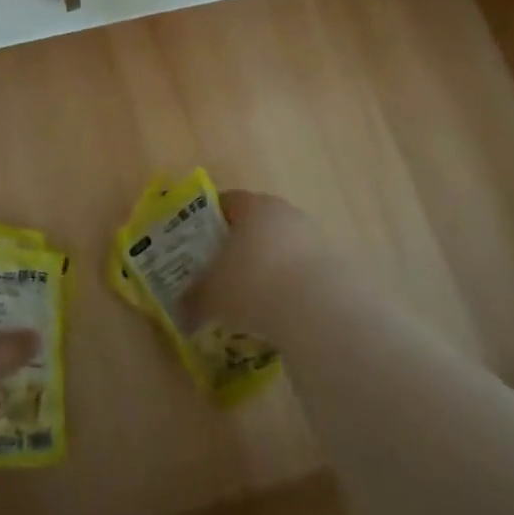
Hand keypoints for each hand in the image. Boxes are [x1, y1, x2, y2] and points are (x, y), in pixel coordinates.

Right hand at [187, 189, 327, 337]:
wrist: (317, 309)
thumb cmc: (253, 284)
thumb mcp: (211, 295)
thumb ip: (193, 300)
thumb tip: (181, 312)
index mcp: (251, 205)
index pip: (224, 202)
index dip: (206, 222)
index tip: (195, 244)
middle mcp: (282, 212)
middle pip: (253, 223)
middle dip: (236, 246)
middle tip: (219, 271)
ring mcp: (311, 235)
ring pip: (278, 247)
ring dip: (264, 265)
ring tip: (248, 296)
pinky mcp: (331, 263)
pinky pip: (298, 270)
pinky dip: (286, 284)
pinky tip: (276, 309)